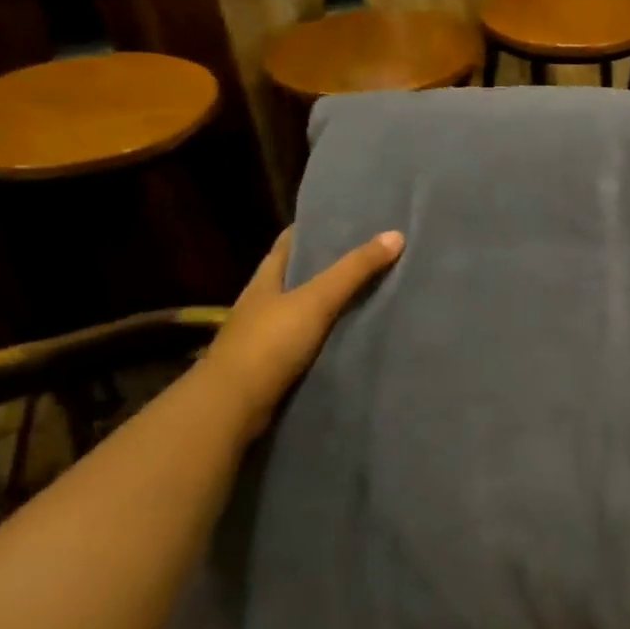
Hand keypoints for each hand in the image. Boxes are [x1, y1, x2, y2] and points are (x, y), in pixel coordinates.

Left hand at [200, 227, 404, 432]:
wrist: (233, 407)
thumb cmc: (269, 343)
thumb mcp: (316, 300)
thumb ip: (354, 270)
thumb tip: (396, 234)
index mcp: (266, 279)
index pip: (289, 243)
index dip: (314, 230)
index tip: (346, 221)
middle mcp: (263, 303)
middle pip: (298, 276)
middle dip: (328, 266)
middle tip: (370, 255)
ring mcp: (266, 336)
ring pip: (304, 310)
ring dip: (330, 303)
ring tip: (371, 292)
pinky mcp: (275, 365)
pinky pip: (308, 341)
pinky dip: (329, 335)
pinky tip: (353, 333)